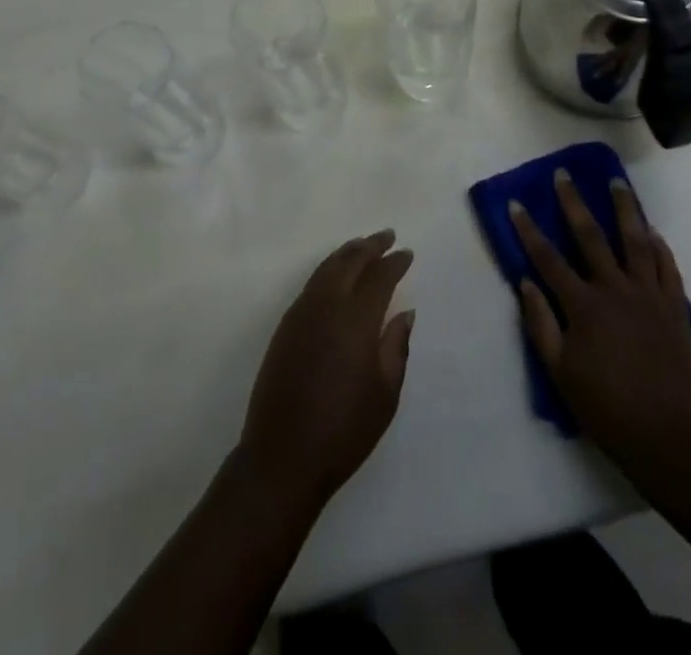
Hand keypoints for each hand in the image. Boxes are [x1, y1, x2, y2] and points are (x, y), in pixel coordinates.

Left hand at [238, 230, 414, 511]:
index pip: (378, 277)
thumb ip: (396, 347)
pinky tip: (336, 274)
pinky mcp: (285, 324)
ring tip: (363, 246)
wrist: (283, 453)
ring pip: (327, 267)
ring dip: (347, 253)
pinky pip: (312, 283)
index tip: (407, 253)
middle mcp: (327, 305)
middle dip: (370, 246)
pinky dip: (328, 269)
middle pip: (349, 262)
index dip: (394, 263)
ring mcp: (301, 312)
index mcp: (355, 320)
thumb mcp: (385, 394)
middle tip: (386, 236)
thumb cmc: (344, 430)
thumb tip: (404, 312)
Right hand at [511, 172, 690, 482]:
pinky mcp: (676, 309)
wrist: (672, 441)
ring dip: (624, 209)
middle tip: (564, 175)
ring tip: (617, 182)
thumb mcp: (561, 373)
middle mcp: (615, 290)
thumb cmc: (607, 409)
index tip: (515, 203)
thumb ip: (540, 324)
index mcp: (584, 306)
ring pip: (635, 241)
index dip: (528, 230)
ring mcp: (649, 297)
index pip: (548, 258)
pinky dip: (659, 246)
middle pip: (591, 236)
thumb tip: (525, 282)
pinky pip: (667, 268)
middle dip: (573, 203)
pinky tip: (652, 231)